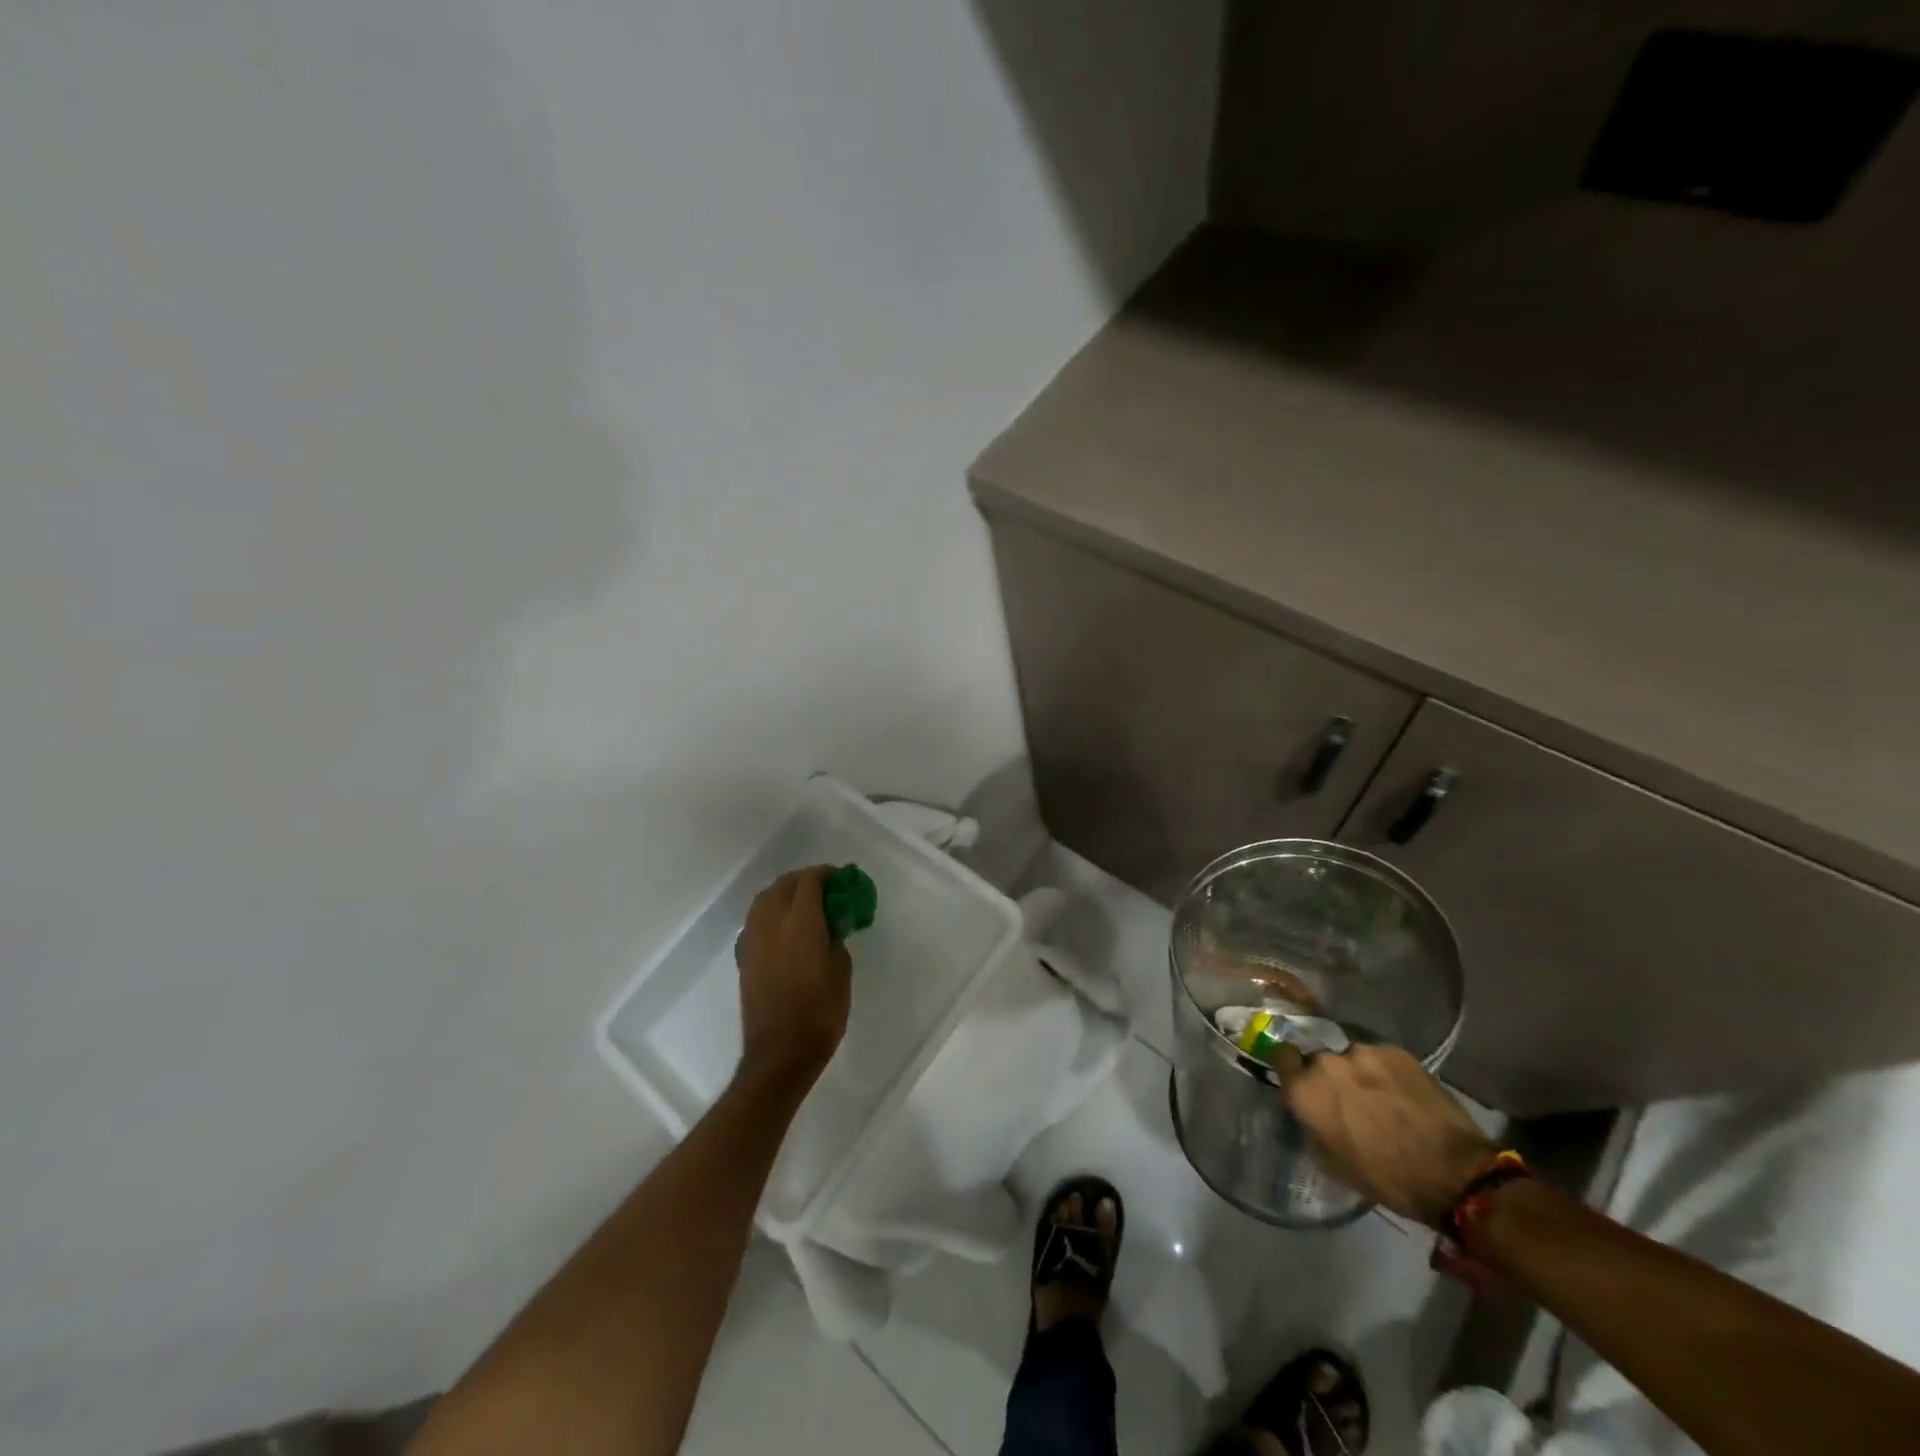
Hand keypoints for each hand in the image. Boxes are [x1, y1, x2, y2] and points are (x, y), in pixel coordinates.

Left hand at [735, 866, 852, 1087]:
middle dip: (805, 881)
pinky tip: (785, 928)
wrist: (781, 1052)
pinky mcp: (744, 956)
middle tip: (825, 891)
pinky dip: (771, 914)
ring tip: (804, 906)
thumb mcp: (841, 969)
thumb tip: (829, 925)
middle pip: (784, 885)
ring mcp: (753, 938)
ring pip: (765, 899)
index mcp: (801, 921)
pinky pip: (757, 920)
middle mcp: (771, 922)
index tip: (841, 879)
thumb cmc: (821, 1011)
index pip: (809, 881)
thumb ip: (835, 937)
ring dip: (784, 894)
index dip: (826, 874)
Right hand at [1279, 1043, 1496, 1226]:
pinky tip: (1403, 1095)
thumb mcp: (1333, 1163)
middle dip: (1330, 1076)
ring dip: (1359, 1074)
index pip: (1280, 1055)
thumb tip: (1310, 1111)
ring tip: (1382, 1098)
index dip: (1290, 1067)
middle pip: (1319, 1059)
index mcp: (1305, 1090)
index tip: (1300, 1079)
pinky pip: (1380, 1058)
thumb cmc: (1387, 1178)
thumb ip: (1312, 1125)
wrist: (1455, 1173)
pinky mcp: (1396, 1052)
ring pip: (1352, 1058)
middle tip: (1349, 1100)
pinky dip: (1386, 1073)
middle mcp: (1327, 1062)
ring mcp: (1363, 1052)